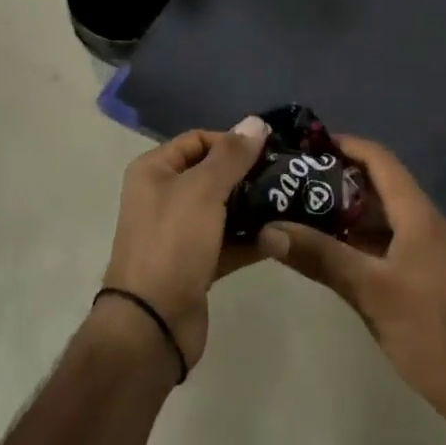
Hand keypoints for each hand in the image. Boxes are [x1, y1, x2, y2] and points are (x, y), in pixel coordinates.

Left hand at [101, 116, 268, 372]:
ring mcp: (180, 232)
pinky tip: (282, 236)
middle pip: (213, 174)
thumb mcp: (203, 190)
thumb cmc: (172, 242)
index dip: (232, 141)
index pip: (198, 140)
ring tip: (293, 203)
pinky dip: (251, 239)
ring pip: (223, 209)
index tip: (269, 150)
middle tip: (288, 176)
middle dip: (248, 174)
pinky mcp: (196, 264)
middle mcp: (163, 196)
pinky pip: (228, 241)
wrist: (152, 323)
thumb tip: (256, 121)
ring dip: (254, 207)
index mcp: (154, 170)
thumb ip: (232, 155)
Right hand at [257, 136, 445, 429]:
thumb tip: (269, 229)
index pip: (380, 160)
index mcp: (417, 215)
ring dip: (341, 211)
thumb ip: (321, 257)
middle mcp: (421, 223)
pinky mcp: (418, 275)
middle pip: (376, 185)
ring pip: (377, 216)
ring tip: (296, 210)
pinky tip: (323, 250)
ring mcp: (421, 251)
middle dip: (335, 178)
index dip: (346, 145)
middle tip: (291, 180)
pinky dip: (352, 239)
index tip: (306, 145)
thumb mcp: (371, 291)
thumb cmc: (430, 331)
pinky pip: (380, 242)